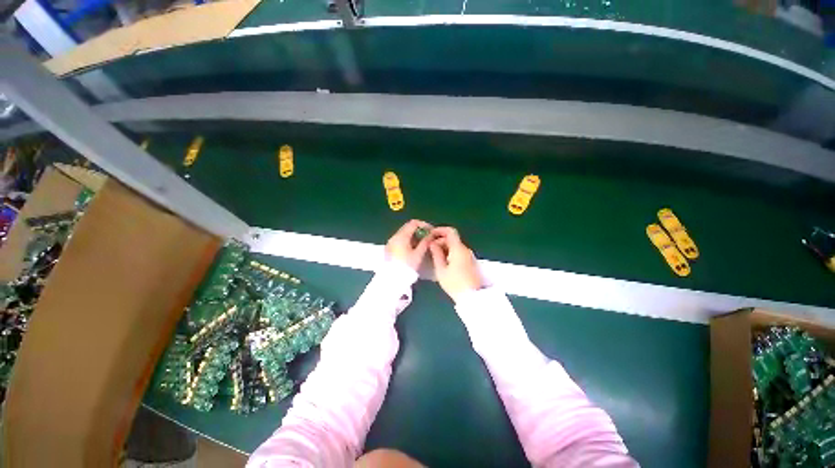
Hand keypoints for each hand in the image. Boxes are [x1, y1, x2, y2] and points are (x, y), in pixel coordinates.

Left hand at [385, 219, 434, 271]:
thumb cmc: (406, 266)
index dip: (424, 224)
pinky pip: (400, 240)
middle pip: (408, 227)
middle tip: (428, 237)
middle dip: (419, 230)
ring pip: (404, 234)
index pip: (413, 223)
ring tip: (423, 244)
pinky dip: (408, 241)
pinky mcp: (389, 248)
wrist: (391, 279)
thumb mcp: (418, 254)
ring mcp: (391, 242)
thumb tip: (431, 235)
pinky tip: (414, 249)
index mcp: (401, 236)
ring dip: (414, 236)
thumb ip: (425, 242)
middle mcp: (394, 236)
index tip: (431, 231)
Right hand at [429, 227, 482, 301]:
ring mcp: (469, 256)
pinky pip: (459, 252)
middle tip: (430, 248)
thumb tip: (433, 244)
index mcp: (458, 249)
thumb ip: (436, 254)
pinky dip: (450, 252)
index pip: (451, 231)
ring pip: (455, 246)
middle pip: (452, 239)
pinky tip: (443, 261)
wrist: (472, 296)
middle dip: (440, 240)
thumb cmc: (454, 283)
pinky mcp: (470, 262)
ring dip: (444, 247)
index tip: (430, 234)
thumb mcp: (441, 269)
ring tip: (434, 256)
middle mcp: (465, 249)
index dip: (440, 230)